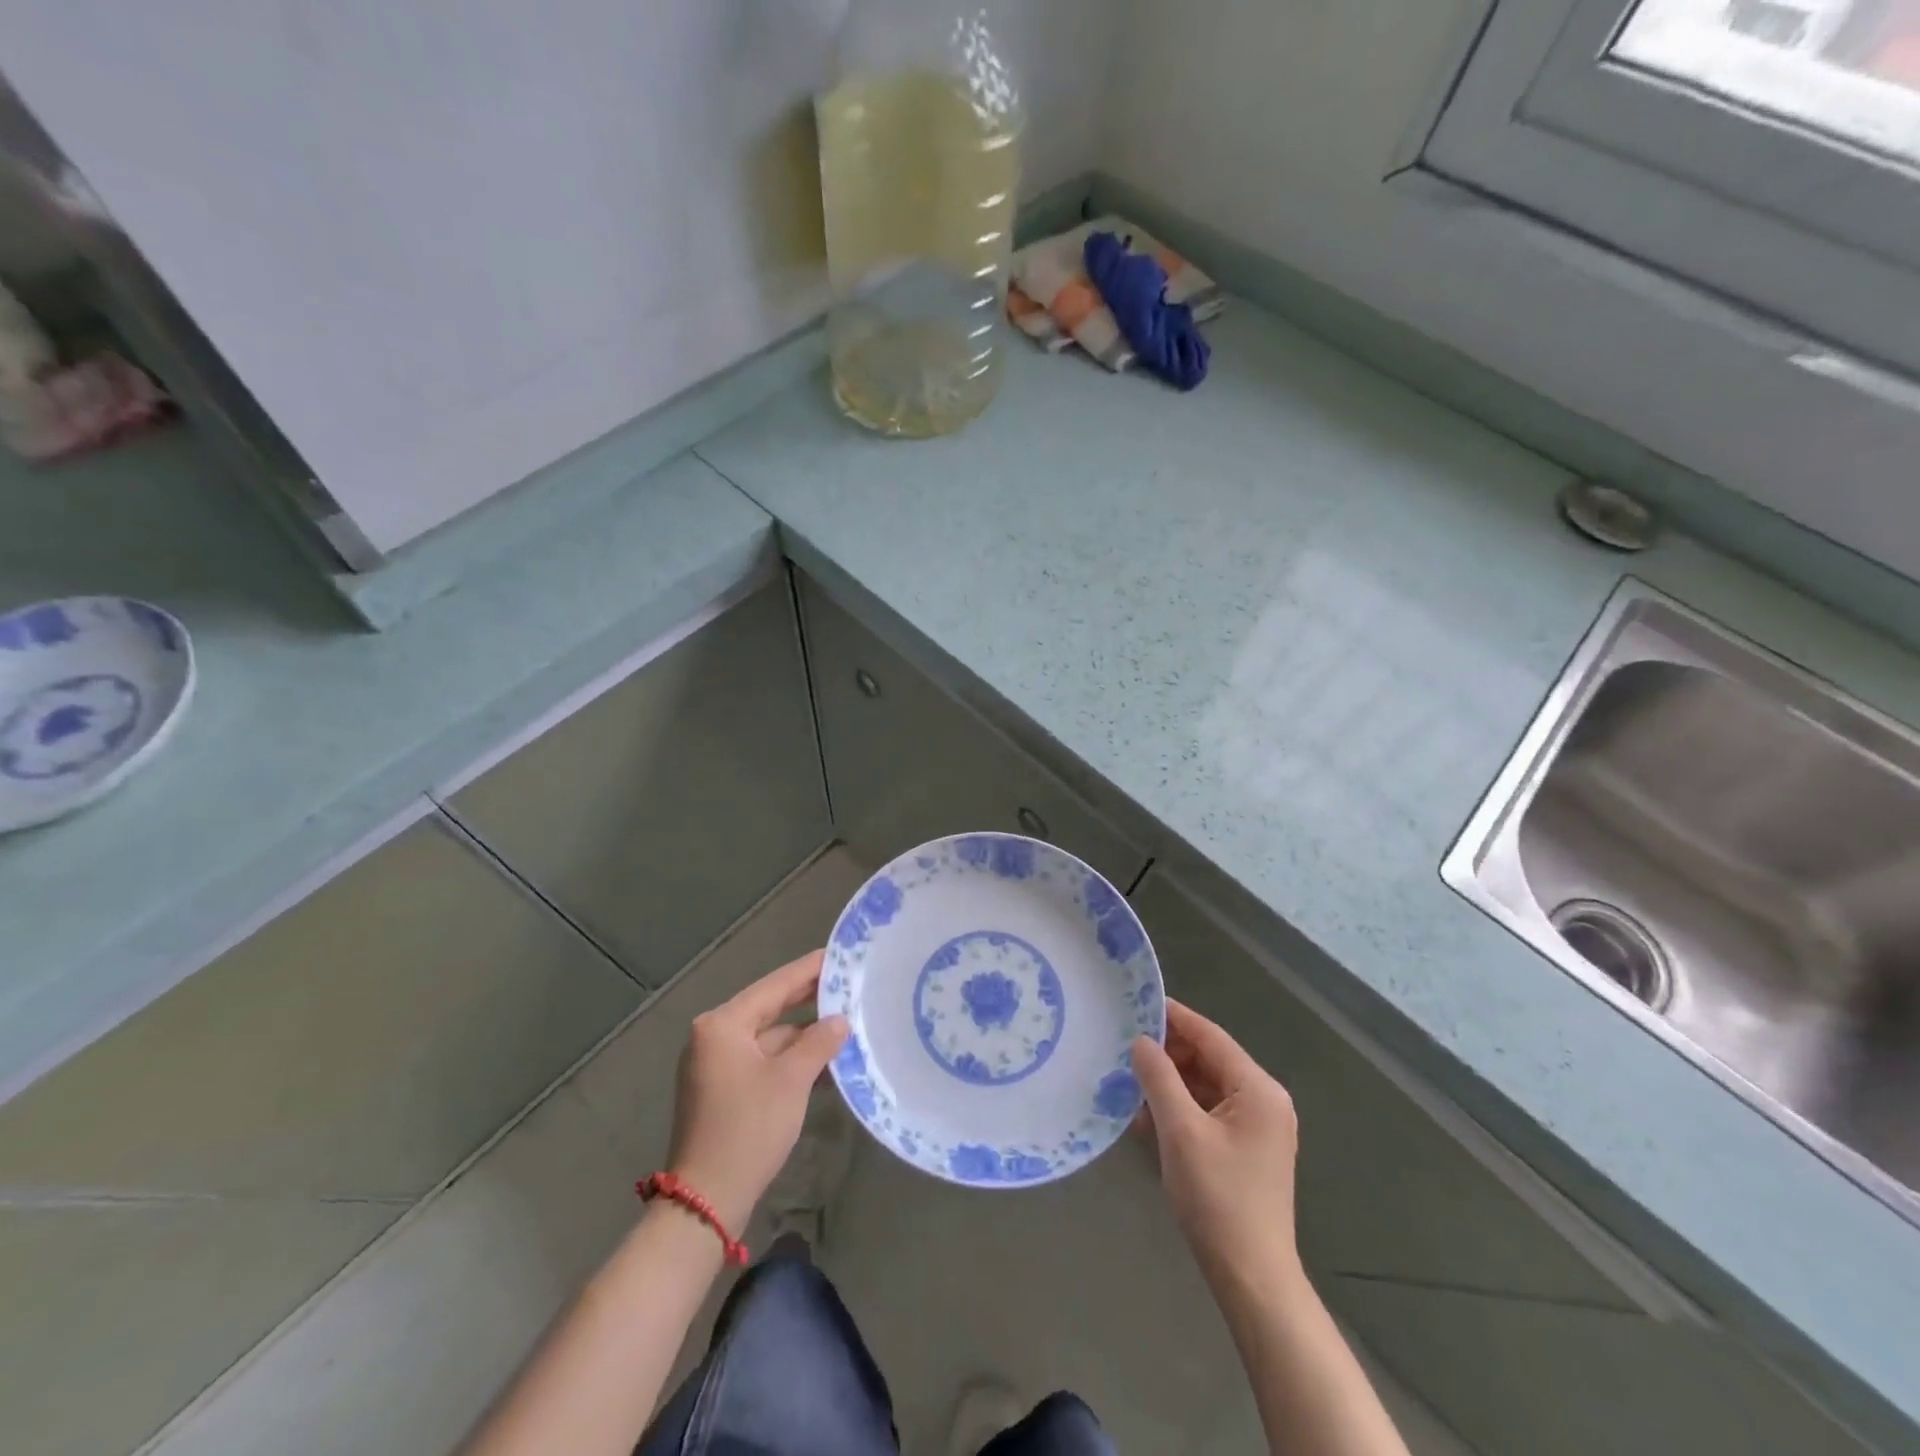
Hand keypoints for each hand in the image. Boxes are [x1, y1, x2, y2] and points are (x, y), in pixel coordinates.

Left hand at [666, 950, 848, 1231]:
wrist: (706, 1201)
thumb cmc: (748, 1128)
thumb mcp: (791, 1080)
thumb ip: (819, 1042)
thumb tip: (840, 1021)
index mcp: (723, 1025)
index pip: (775, 985)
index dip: (809, 970)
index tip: (839, 954)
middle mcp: (714, 1037)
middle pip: (770, 1008)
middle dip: (809, 1001)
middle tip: (848, 984)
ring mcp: (716, 1066)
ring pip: (769, 1038)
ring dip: (804, 1036)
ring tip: (847, 1024)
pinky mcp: (723, 1091)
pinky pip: (763, 1062)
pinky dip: (791, 1060)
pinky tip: (825, 1062)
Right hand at [1132, 1000, 1301, 1288]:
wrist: (1251, 1277)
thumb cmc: (1217, 1198)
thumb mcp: (1180, 1131)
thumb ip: (1159, 1078)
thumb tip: (1141, 1041)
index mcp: (1258, 1089)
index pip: (1210, 1036)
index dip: (1173, 1017)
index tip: (1136, 1002)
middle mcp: (1264, 1100)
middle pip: (1209, 1059)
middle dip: (1167, 1052)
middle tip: (1124, 1045)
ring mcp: (1257, 1126)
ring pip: (1206, 1086)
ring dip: (1170, 1082)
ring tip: (1128, 1078)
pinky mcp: (1246, 1149)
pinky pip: (1208, 1112)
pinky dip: (1180, 1108)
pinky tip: (1146, 1114)